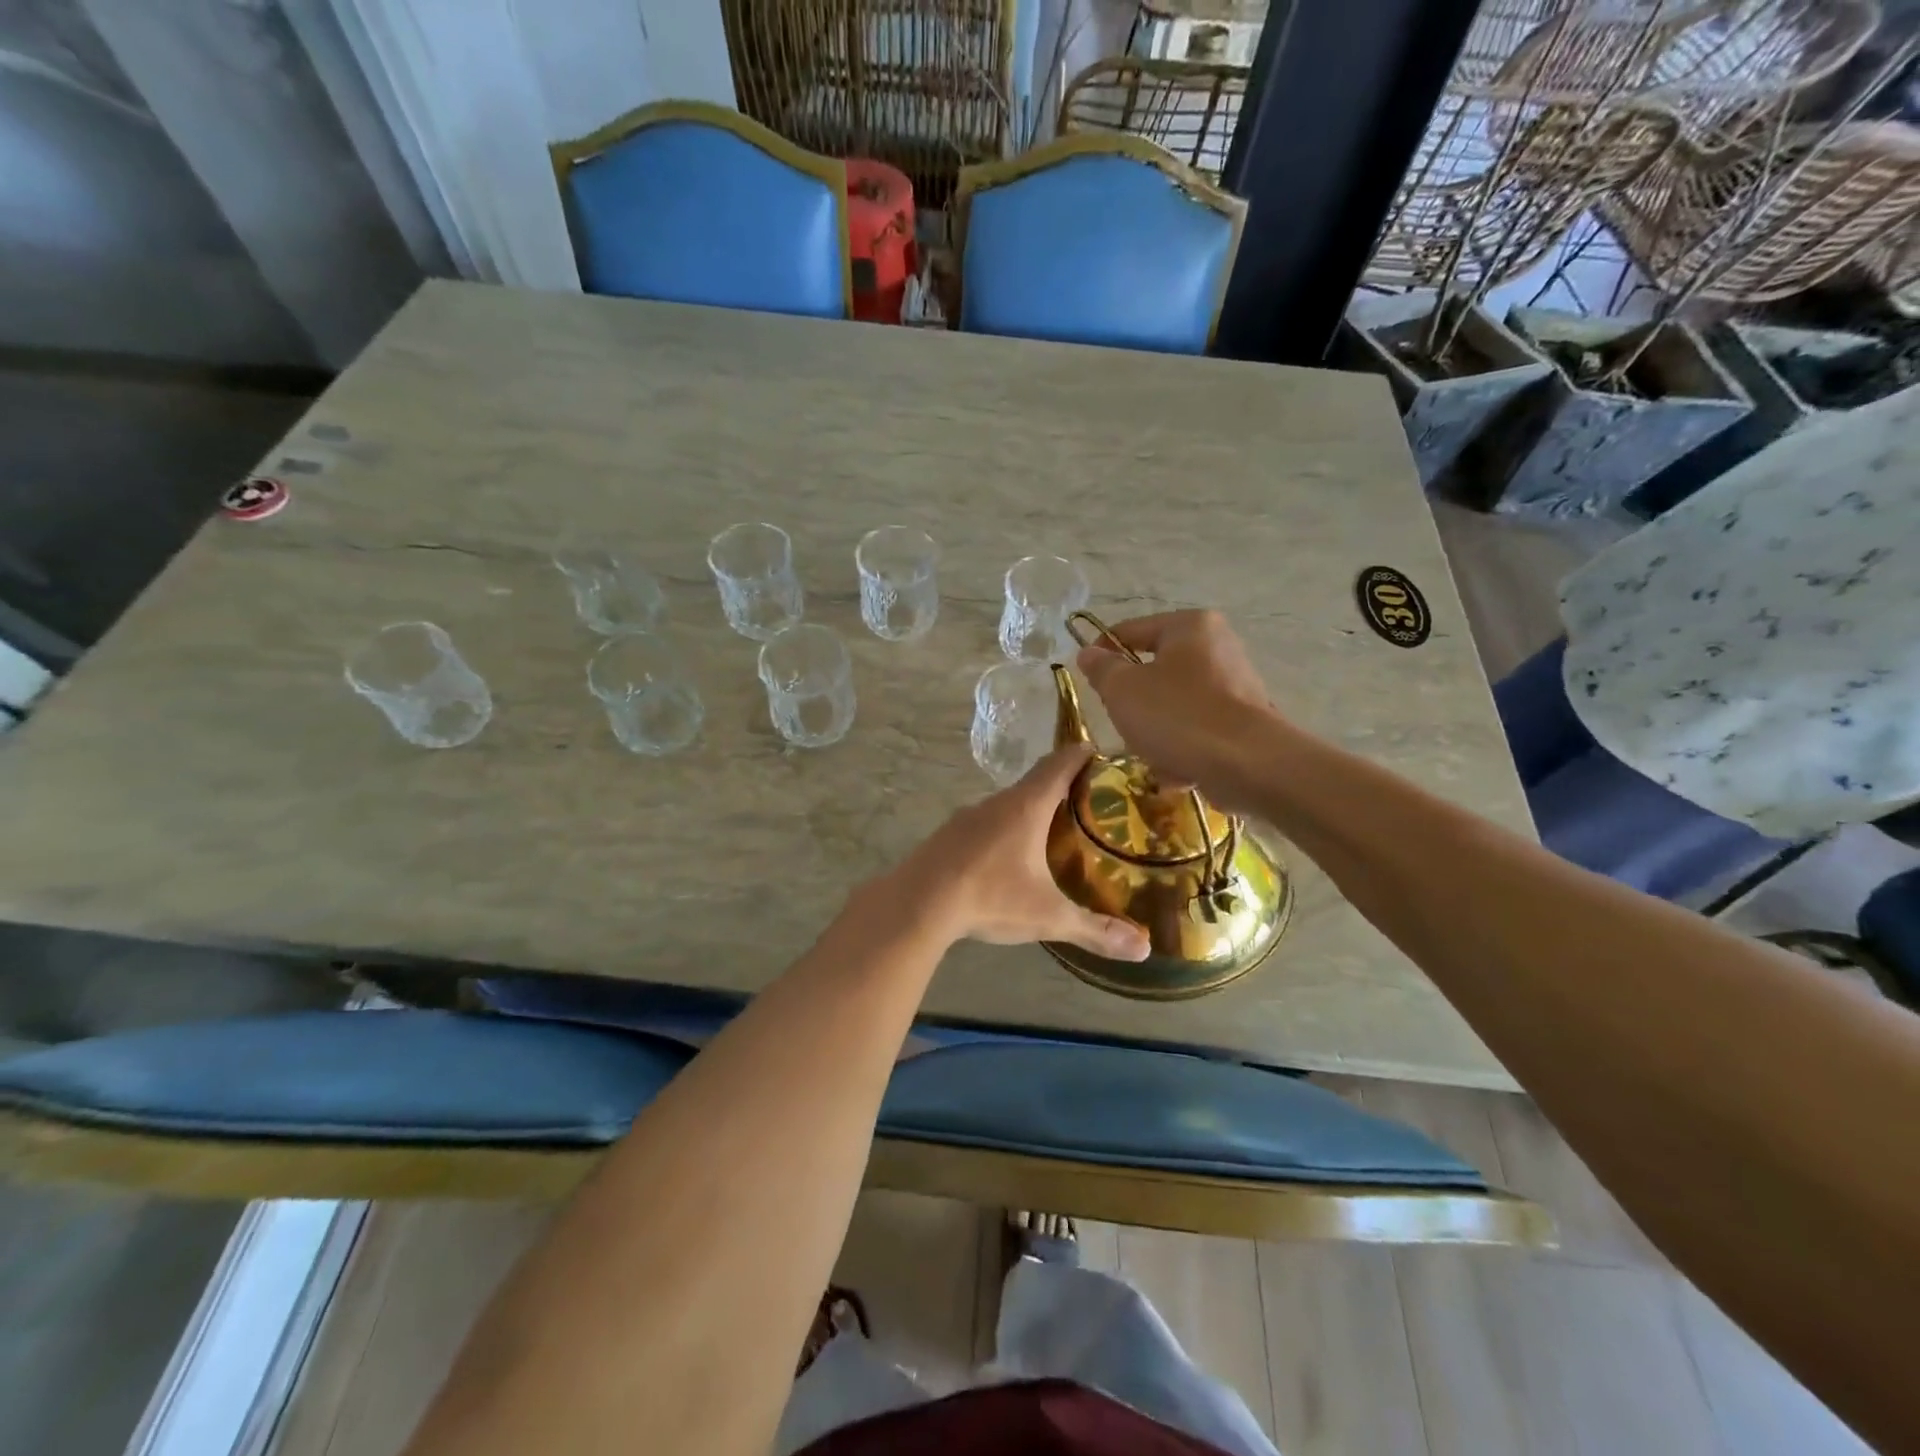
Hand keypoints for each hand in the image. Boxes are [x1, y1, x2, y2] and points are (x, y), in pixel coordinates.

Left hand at [899, 744, 1149, 961]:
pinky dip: (1004, 830)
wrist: (917, 903)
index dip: (1084, 755)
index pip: (1061, 763)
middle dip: (1063, 787)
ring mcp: (968, 816)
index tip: (1103, 755)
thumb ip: (1096, 930)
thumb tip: (1145, 950)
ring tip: (1054, 833)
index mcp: (1027, 806)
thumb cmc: (990, 898)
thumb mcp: (1048, 916)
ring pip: (1008, 804)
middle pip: (1036, 781)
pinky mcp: (948, 834)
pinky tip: (1008, 858)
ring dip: (1032, 810)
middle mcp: (997, 802)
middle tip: (1091, 805)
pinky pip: (985, 822)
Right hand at [1075, 610, 1280, 807]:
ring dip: (1156, 732)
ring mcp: (1235, 685)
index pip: (1130, 631)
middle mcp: (1218, 646)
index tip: (1088, 682)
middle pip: (1154, 671)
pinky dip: (1183, 749)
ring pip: (1174, 705)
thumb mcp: (1122, 690)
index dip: (1101, 653)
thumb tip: (1089, 653)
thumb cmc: (1177, 715)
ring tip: (1152, 755)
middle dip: (1134, 704)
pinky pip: (1198, 730)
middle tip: (1122, 723)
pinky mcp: (1244, 721)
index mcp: (1189, 626)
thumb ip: (1101, 669)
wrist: (1248, 764)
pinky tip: (1178, 771)